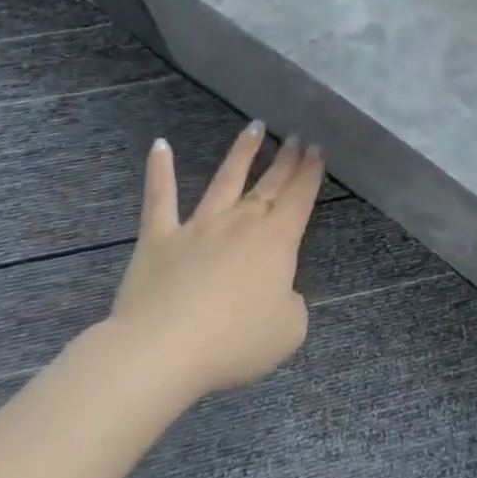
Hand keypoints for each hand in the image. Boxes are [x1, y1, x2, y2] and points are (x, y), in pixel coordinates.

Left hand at [104, 122, 324, 401]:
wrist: (162, 350)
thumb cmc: (235, 341)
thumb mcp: (289, 330)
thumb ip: (292, 305)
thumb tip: (280, 294)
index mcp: (278, 240)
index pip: (300, 196)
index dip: (311, 172)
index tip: (317, 148)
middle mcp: (242, 222)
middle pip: (270, 183)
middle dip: (287, 159)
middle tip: (297, 135)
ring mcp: (199, 227)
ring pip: (224, 179)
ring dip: (242, 152)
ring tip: (255, 127)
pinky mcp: (159, 240)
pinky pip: (159, 200)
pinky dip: (158, 171)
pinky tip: (159, 145)